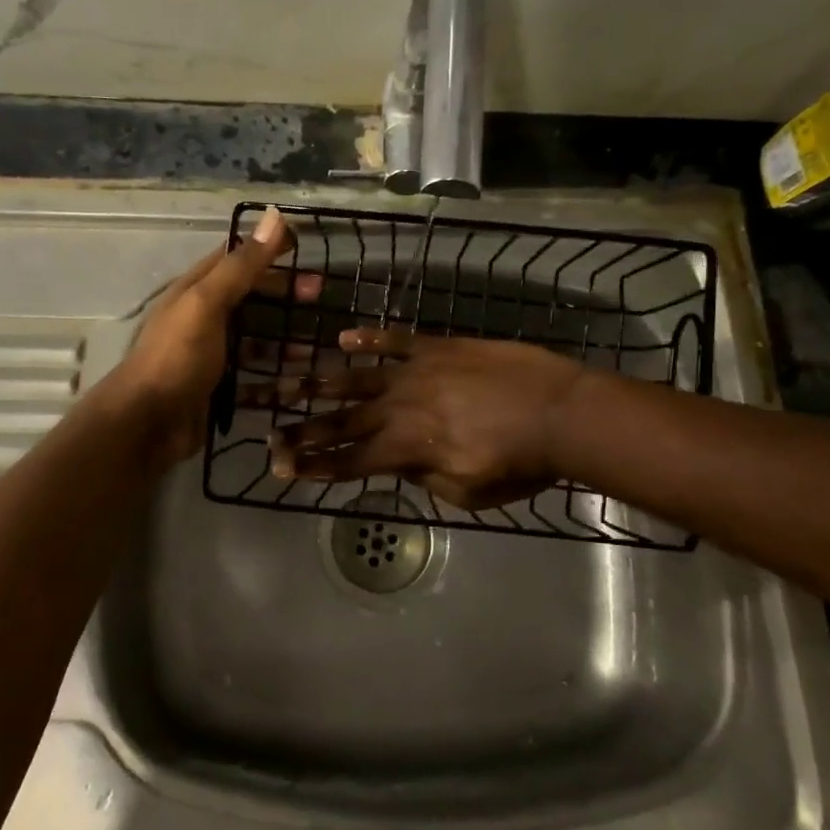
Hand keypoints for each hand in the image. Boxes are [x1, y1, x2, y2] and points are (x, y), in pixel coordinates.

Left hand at [109, 207, 319, 466]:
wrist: (146, 424)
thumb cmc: (177, 358)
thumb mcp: (208, 303)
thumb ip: (242, 265)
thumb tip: (275, 215)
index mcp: (196, 291)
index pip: (237, 259)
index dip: (268, 250)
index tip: (305, 249)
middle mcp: (203, 319)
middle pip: (250, 299)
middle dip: (284, 295)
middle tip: (320, 296)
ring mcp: (211, 357)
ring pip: (255, 342)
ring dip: (285, 341)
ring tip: (319, 346)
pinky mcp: (218, 390)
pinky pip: (254, 380)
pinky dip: (276, 381)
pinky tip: (300, 384)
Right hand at [264, 330, 587, 510]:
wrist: (561, 411)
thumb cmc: (520, 462)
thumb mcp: (469, 492)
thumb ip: (425, 479)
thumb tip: (398, 466)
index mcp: (406, 449)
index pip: (348, 461)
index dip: (312, 466)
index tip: (279, 467)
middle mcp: (400, 408)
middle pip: (342, 422)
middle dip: (302, 429)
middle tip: (268, 431)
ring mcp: (417, 372)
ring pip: (358, 378)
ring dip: (319, 383)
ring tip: (286, 380)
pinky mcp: (439, 347)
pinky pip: (397, 341)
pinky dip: (370, 339)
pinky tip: (345, 338)